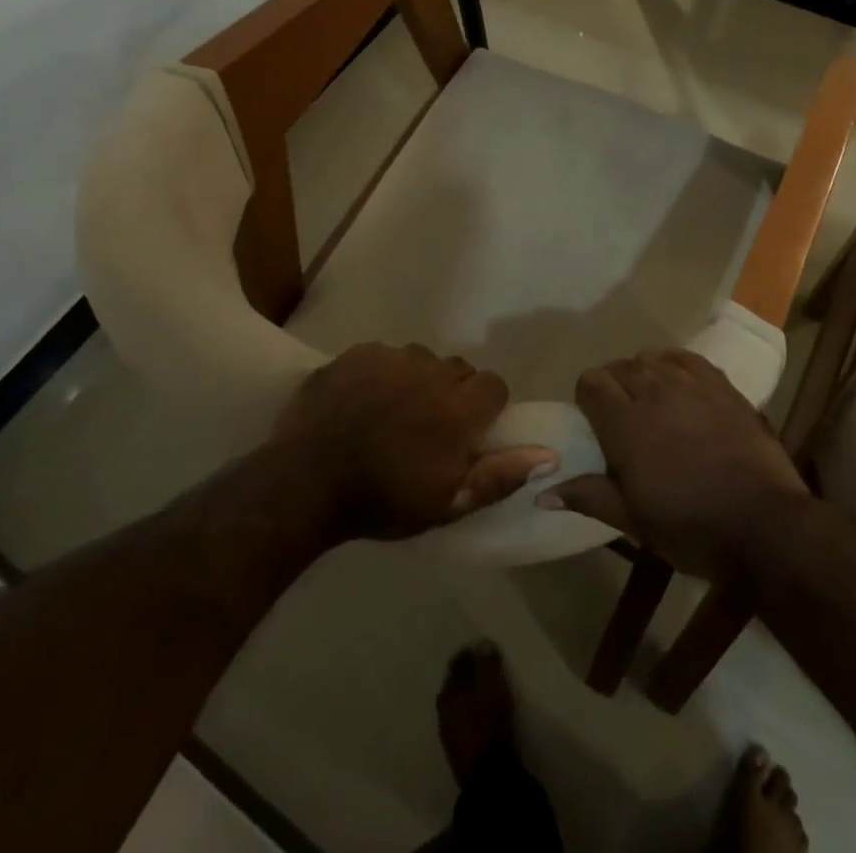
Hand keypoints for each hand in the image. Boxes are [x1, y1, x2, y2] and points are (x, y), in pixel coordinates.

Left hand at [270, 342, 557, 540]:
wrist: (306, 483)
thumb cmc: (382, 500)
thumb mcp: (447, 503)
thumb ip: (500, 475)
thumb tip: (550, 455)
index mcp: (458, 408)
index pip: (494, 385)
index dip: (486, 405)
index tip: (469, 429)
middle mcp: (431, 372)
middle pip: (458, 369)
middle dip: (453, 391)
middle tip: (429, 424)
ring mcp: (392, 358)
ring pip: (421, 359)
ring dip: (418, 379)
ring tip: (394, 410)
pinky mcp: (359, 352)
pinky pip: (385, 354)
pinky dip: (382, 372)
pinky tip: (364, 399)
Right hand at [540, 348, 809, 579]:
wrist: (765, 524)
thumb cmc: (692, 528)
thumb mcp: (634, 522)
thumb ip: (588, 497)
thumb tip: (541, 493)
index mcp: (625, 423)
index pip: (591, 382)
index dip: (586, 397)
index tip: (593, 421)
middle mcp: (653, 391)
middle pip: (619, 367)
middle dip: (612, 385)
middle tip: (621, 416)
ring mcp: (690, 384)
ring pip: (651, 358)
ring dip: (642, 373)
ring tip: (649, 398)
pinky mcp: (721, 385)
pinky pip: (686, 357)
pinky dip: (673, 363)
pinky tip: (676, 381)